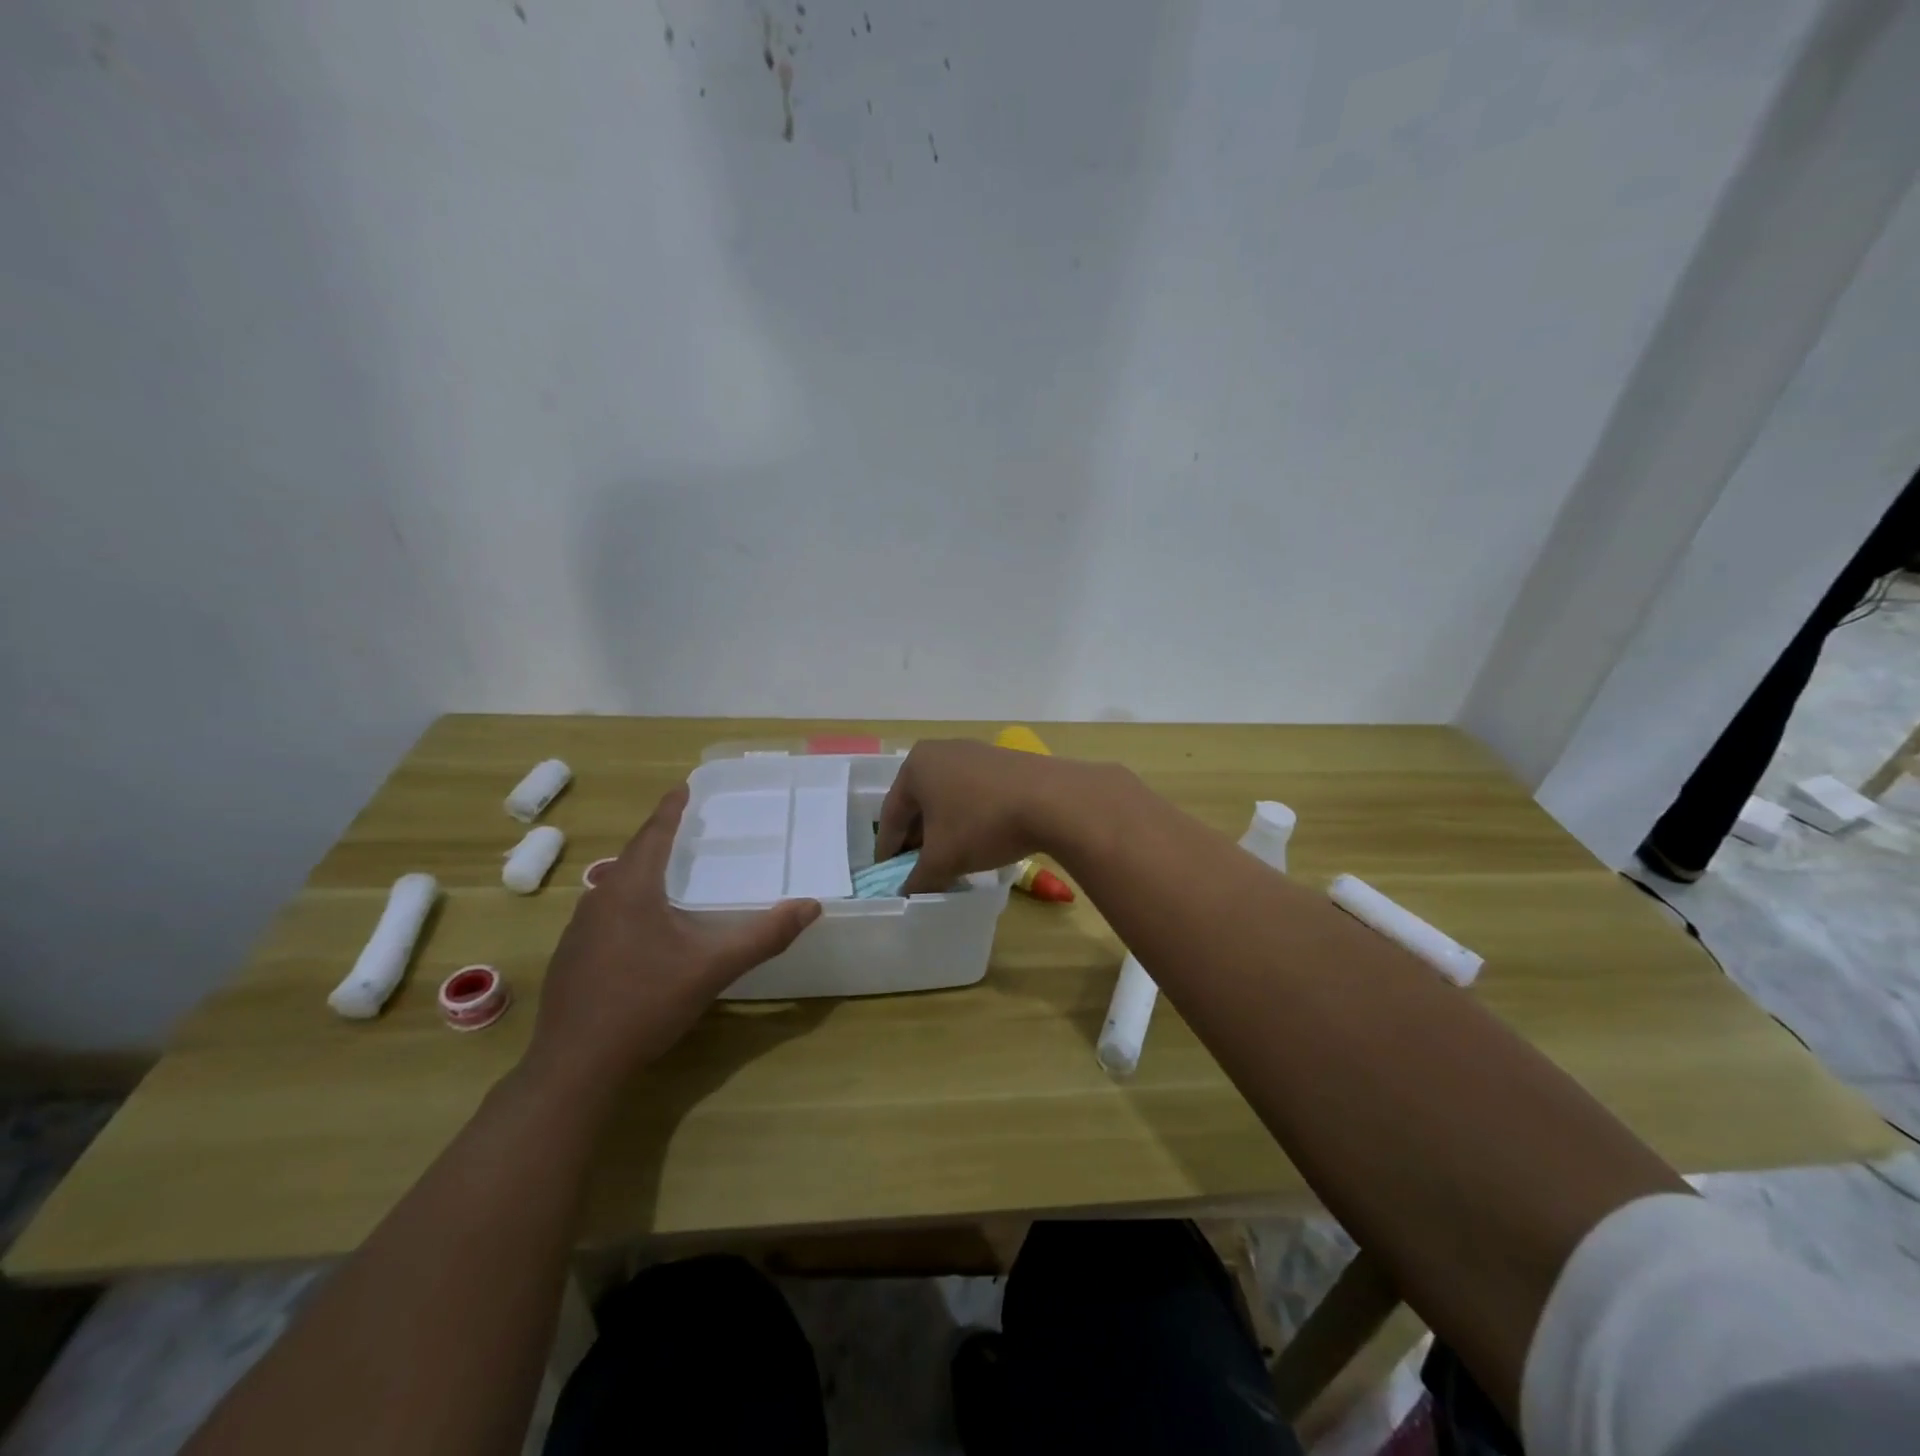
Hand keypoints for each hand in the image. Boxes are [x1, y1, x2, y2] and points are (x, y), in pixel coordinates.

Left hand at [522, 784, 820, 1097]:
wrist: (576, 1066)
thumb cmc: (646, 1003)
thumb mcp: (712, 967)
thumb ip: (764, 936)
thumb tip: (811, 907)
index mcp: (632, 890)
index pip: (654, 834)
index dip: (670, 809)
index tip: (683, 787)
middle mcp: (599, 899)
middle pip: (633, 856)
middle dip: (659, 837)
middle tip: (686, 826)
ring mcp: (579, 930)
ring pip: (616, 885)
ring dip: (642, 870)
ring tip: (669, 869)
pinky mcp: (572, 957)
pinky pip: (606, 912)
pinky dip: (630, 901)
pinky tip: (644, 925)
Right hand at [875, 739, 1084, 894]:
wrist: (1054, 800)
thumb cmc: (983, 824)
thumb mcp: (943, 859)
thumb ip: (917, 878)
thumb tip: (905, 893)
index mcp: (916, 765)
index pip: (892, 814)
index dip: (888, 849)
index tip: (887, 874)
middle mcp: (942, 751)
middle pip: (920, 803)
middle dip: (918, 838)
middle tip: (917, 868)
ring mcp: (976, 752)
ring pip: (949, 798)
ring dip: (945, 829)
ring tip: (949, 858)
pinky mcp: (1005, 762)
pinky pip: (975, 794)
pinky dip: (970, 818)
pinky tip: (980, 840)